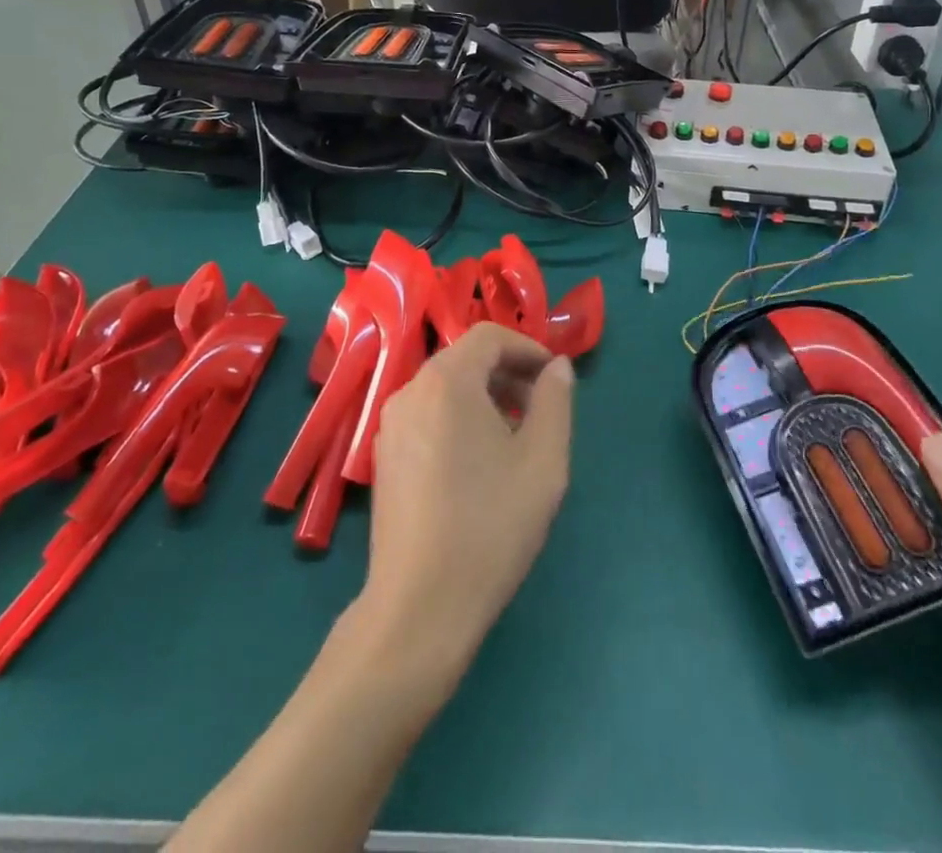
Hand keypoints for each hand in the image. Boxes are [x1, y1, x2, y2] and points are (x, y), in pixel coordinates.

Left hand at [359, 324, 573, 690]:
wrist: (420, 605)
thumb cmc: (491, 525)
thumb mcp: (543, 461)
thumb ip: (556, 401)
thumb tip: (557, 367)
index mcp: (447, 381)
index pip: (489, 336)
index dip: (527, 348)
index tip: (554, 379)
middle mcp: (410, 390)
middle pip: (465, 359)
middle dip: (508, 373)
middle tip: (540, 410)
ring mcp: (390, 424)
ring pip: (445, 388)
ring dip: (484, 397)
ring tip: (514, 439)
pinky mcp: (383, 456)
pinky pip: (427, 415)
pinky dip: (458, 418)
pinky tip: (478, 463)